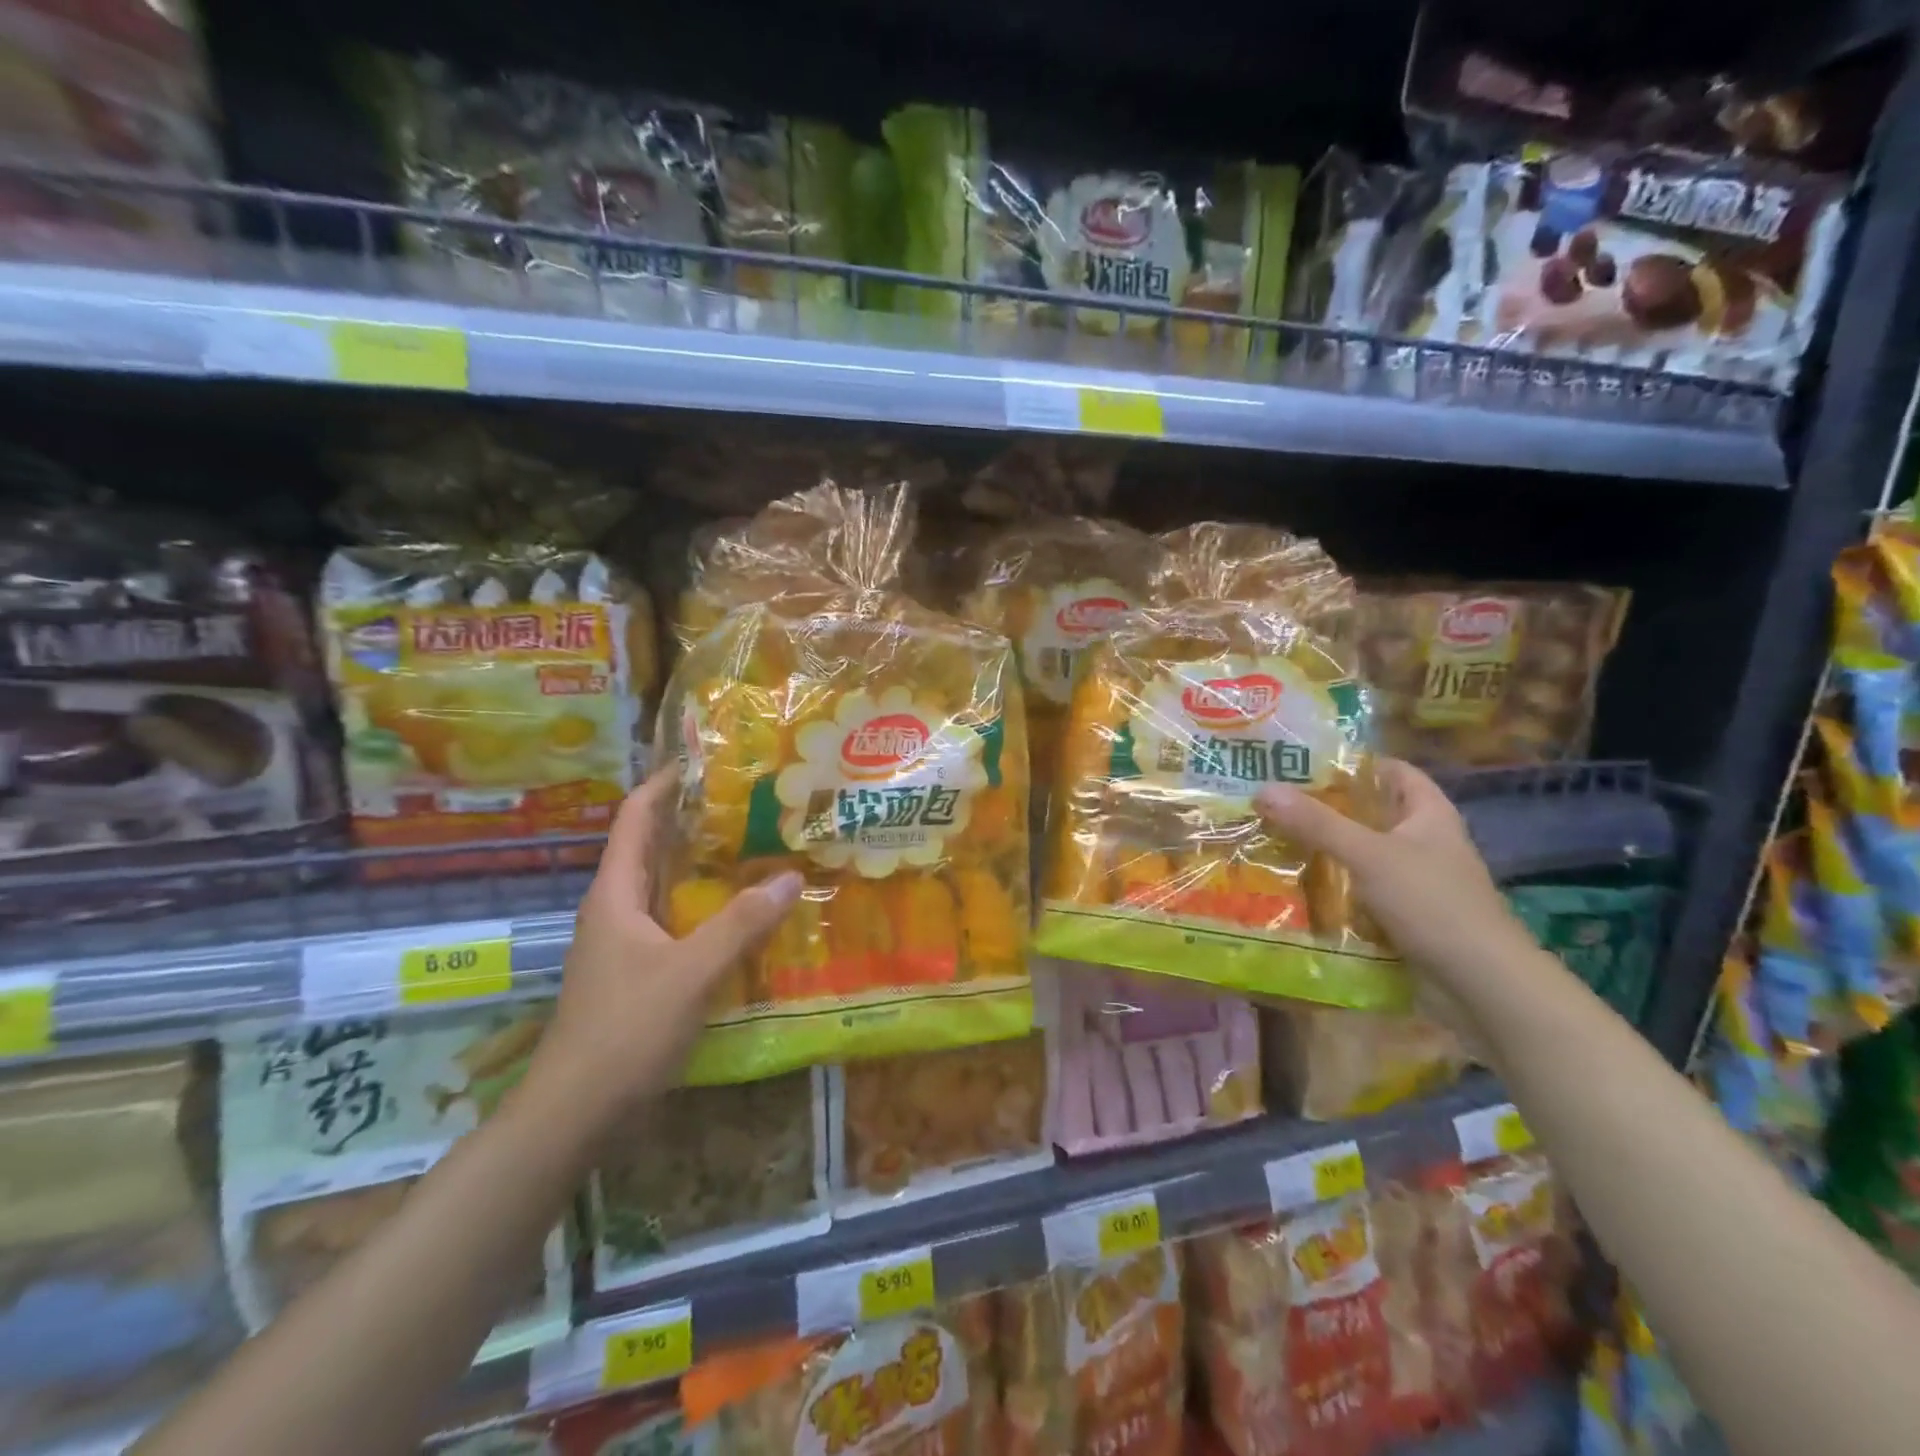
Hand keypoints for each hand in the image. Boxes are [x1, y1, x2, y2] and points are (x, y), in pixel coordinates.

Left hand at [524, 768, 801, 1125]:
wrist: (575, 1112)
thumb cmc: (626, 1030)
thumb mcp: (691, 972)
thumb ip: (741, 924)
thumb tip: (792, 877)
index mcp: (615, 894)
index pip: (634, 818)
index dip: (663, 784)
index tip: (704, 761)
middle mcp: (614, 909)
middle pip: (650, 848)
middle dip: (692, 822)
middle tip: (748, 805)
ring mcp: (621, 944)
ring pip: (663, 888)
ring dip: (700, 867)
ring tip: (752, 850)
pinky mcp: (634, 973)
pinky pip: (671, 923)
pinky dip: (702, 908)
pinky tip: (738, 916)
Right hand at [1254, 759, 1538, 1008]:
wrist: (1480, 984)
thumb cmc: (1432, 904)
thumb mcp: (1369, 855)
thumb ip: (1316, 823)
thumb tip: (1263, 789)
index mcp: (1429, 815)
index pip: (1393, 772)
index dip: (1354, 763)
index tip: (1305, 763)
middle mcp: (1424, 842)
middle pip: (1370, 813)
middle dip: (1326, 809)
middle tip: (1273, 803)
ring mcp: (1415, 882)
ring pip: (1361, 855)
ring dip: (1324, 851)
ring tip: (1272, 841)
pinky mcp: (1404, 916)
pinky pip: (1360, 892)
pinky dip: (1332, 888)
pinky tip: (1295, 887)